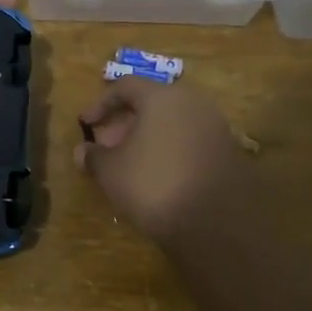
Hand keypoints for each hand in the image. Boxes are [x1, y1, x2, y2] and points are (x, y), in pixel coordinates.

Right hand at [76, 77, 253, 242]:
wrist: (219, 224)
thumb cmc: (155, 184)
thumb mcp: (112, 172)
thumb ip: (94, 157)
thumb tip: (82, 151)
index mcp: (162, 97)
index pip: (125, 86)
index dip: (101, 104)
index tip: (85, 124)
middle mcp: (193, 103)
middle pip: (151, 104)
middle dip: (125, 123)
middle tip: (107, 146)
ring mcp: (215, 128)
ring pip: (172, 124)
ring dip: (148, 138)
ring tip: (130, 164)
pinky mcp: (229, 154)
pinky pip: (190, 142)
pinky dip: (170, 151)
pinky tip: (158, 177)